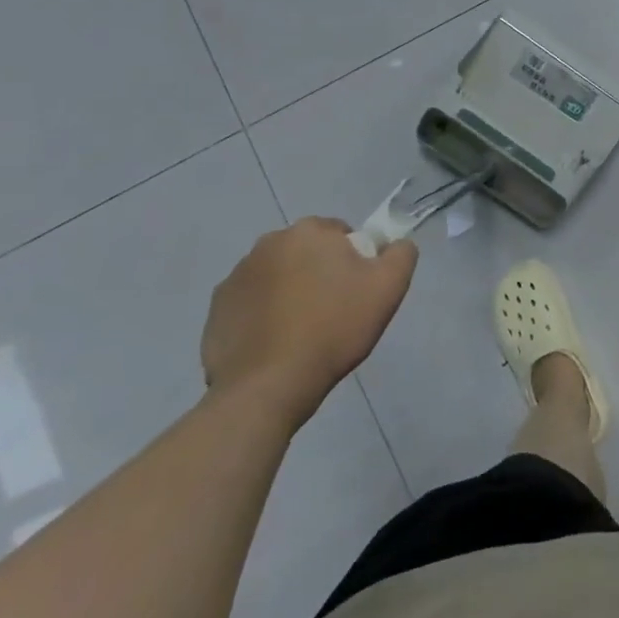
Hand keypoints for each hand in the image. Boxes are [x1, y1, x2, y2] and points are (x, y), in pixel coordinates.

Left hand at [201, 218, 417, 430]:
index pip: (341, 233)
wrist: (268, 386)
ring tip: (302, 332)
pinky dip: (263, 315)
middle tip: (333, 312)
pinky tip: (275, 343)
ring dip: (290, 292)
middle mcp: (267, 244)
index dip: (354, 260)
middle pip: (306, 253)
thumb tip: (395, 244)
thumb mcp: (389, 288)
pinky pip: (251, 303)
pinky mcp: (217, 309)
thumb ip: (401, 254)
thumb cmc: (334, 329)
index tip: (357, 291)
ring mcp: (236, 276)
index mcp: (308, 231)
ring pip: (277, 276)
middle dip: (320, 273)